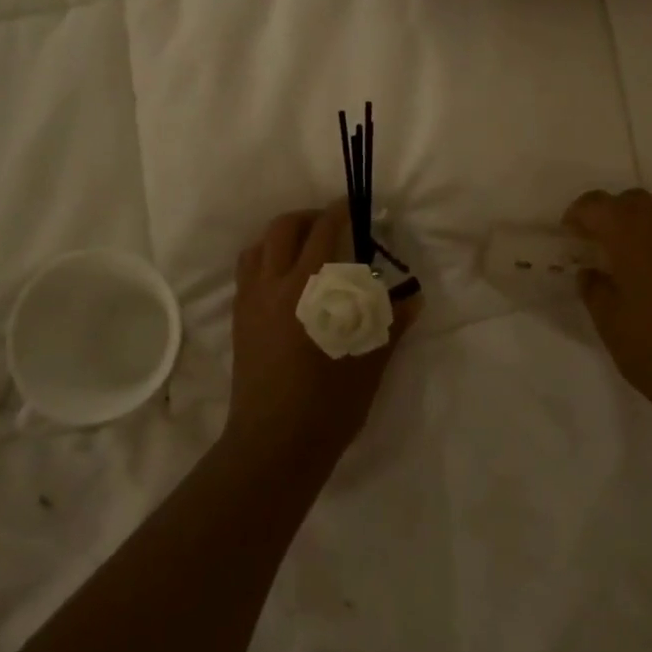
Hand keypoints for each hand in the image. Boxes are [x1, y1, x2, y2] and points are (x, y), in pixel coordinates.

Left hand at [225, 203, 420, 466]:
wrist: (274, 443)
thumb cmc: (328, 404)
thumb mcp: (369, 363)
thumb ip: (389, 324)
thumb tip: (413, 300)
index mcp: (310, 291)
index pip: (324, 233)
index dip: (340, 213)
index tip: (355, 207)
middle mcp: (274, 286)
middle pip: (283, 228)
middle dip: (309, 217)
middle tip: (332, 225)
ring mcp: (251, 302)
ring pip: (258, 247)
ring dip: (282, 237)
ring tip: (305, 248)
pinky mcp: (239, 320)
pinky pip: (246, 273)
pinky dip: (264, 260)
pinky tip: (284, 280)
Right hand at [564, 190, 651, 429]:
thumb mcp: (610, 325)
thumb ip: (594, 289)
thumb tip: (591, 272)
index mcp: (633, 236)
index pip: (597, 205)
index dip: (578, 215)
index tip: (570, 236)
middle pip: (633, 200)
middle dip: (611, 215)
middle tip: (599, 245)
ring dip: (644, 223)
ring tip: (634, 256)